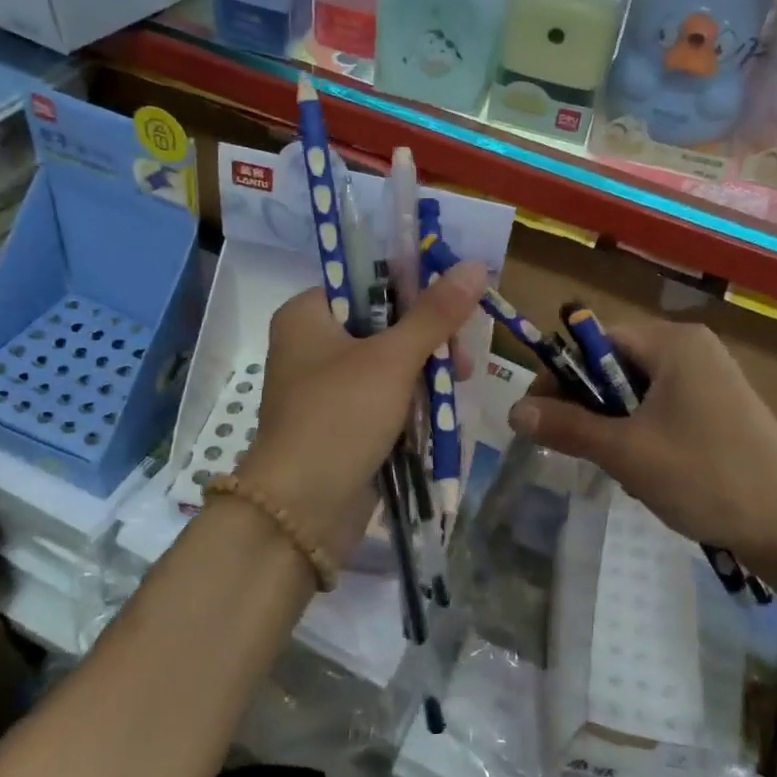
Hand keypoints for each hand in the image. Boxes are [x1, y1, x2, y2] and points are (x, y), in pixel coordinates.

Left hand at [239, 260, 485, 561]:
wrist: (301, 510)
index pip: (367, 282)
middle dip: (427, 339)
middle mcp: (310, 345)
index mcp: (307, 315)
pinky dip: (410, 400)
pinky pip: (381, 398)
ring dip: (424, 372)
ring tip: (458, 383)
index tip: (455, 304)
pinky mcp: (338, 422)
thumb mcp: (392, 359)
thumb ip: (435, 314)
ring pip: (386, 363)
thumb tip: (475, 265)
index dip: (414, 288)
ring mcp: (323, 387)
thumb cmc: (340, 416)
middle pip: (382, 323)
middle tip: (460, 357)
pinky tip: (441, 408)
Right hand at [505, 321, 776, 580]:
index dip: (561, 375)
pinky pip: (666, 407)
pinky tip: (650, 470)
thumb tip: (514, 411)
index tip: (538, 416)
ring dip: (616, 424)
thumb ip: (568, 427)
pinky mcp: (724, 408)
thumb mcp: (626, 452)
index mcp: (674, 342)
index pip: (597, 340)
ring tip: (619, 465)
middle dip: (590, 405)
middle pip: (617, 364)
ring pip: (639, 391)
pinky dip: (645, 432)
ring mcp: (714, 378)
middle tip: (575, 447)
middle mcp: (694, 348)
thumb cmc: (705, 476)